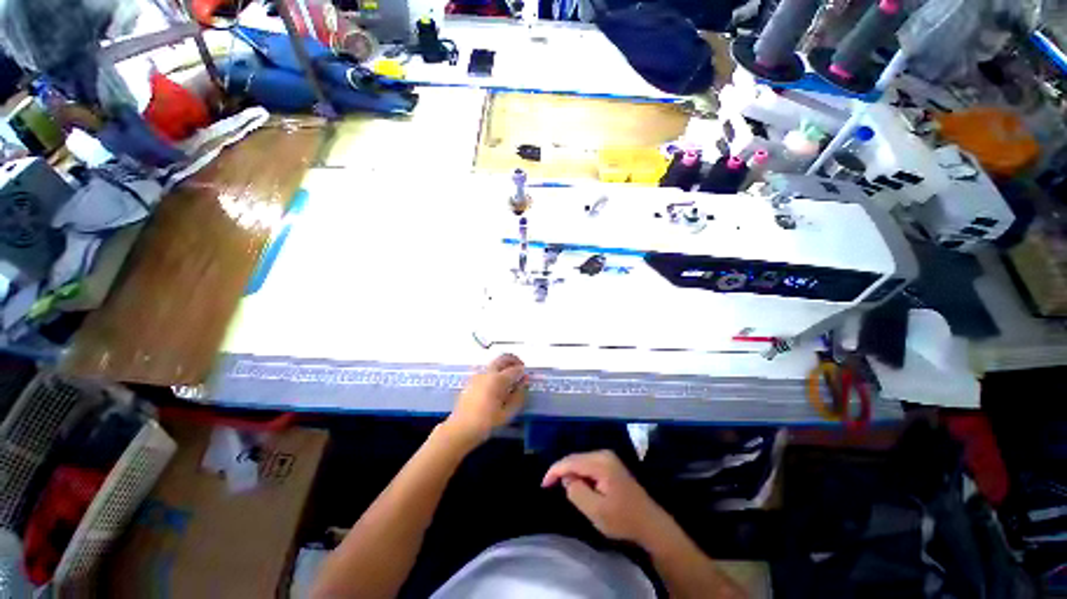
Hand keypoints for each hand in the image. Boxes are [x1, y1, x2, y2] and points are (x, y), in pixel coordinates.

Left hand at [442, 354, 527, 446]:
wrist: (460, 429)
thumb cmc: (486, 423)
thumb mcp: (507, 413)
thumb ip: (519, 396)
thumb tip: (524, 384)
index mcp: (498, 379)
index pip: (515, 369)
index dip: (523, 371)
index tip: (527, 376)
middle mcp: (487, 373)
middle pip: (503, 358)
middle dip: (514, 360)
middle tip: (520, 367)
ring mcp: (478, 375)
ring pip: (494, 363)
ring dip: (504, 364)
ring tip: (510, 376)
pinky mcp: (471, 380)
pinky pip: (487, 370)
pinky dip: (495, 370)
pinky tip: (498, 384)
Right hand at [542, 450, 669, 545]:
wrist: (650, 524)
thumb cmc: (623, 519)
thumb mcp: (596, 511)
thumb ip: (577, 492)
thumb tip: (567, 479)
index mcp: (601, 462)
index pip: (570, 461)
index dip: (554, 471)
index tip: (543, 485)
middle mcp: (604, 454)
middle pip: (575, 459)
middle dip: (562, 472)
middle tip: (550, 487)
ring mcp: (608, 458)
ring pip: (581, 462)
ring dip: (571, 474)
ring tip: (565, 489)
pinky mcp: (611, 465)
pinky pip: (588, 465)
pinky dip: (580, 475)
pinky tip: (579, 486)